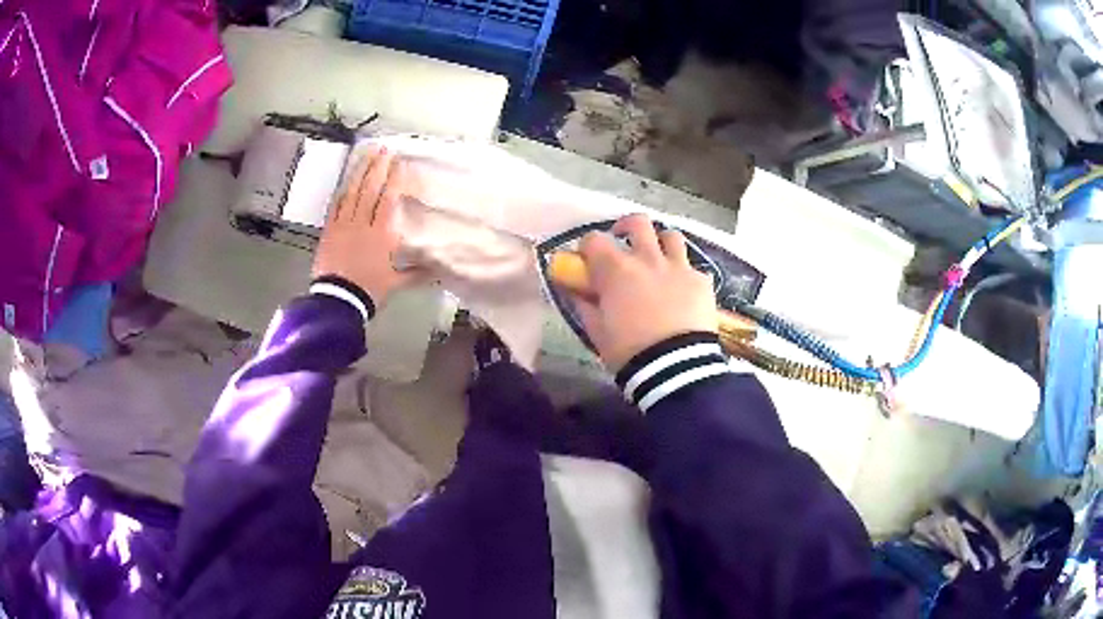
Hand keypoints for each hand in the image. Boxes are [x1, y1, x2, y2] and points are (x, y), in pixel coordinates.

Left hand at [312, 146, 420, 305]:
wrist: (338, 300)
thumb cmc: (369, 290)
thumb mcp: (396, 283)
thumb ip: (416, 273)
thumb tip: (439, 270)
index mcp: (381, 234)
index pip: (388, 200)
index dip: (394, 179)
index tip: (399, 163)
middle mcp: (362, 223)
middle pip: (370, 189)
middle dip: (377, 167)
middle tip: (383, 149)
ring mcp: (343, 225)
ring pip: (352, 192)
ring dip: (359, 172)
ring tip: (366, 154)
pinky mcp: (329, 231)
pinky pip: (336, 205)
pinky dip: (342, 191)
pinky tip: (346, 180)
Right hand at [570, 214, 716, 370]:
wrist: (675, 367)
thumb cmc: (629, 351)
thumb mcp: (597, 331)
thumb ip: (584, 305)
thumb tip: (575, 291)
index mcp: (616, 269)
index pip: (594, 239)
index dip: (588, 247)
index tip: (587, 259)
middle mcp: (648, 258)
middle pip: (637, 223)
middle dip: (627, 227)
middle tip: (624, 242)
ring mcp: (679, 267)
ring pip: (671, 236)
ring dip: (661, 243)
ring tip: (658, 259)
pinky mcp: (701, 281)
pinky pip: (693, 267)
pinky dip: (685, 273)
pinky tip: (683, 289)